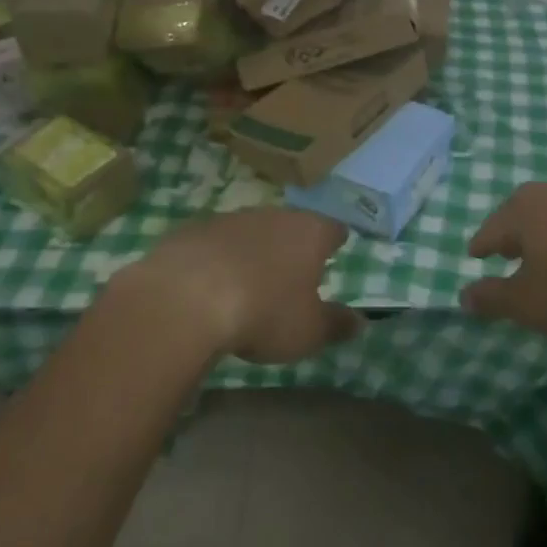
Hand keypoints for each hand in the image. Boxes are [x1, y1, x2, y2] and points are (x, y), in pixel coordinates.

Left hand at [118, 209, 362, 364]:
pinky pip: (215, 242)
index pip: (333, 229)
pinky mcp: (194, 229)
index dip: (335, 241)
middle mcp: (274, 215)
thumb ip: (336, 324)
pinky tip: (210, 283)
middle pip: (291, 225)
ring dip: (253, 249)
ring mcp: (231, 218)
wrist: (186, 297)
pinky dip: (218, 258)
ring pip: (252, 230)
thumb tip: (361, 321)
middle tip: (292, 270)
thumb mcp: (308, 331)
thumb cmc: (263, 312)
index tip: (336, 250)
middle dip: (292, 244)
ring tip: (249, 279)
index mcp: (310, 232)